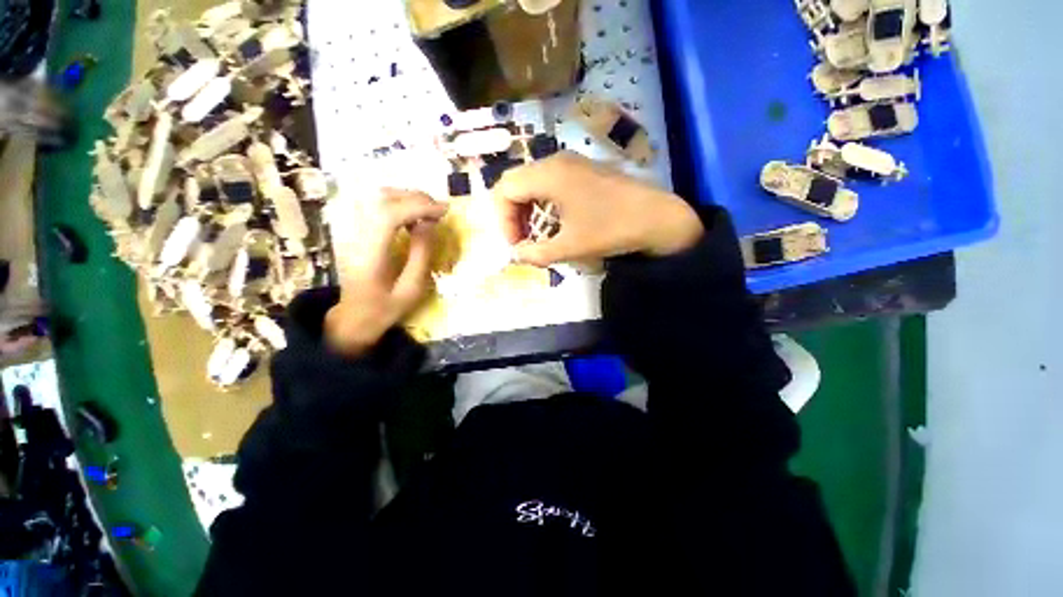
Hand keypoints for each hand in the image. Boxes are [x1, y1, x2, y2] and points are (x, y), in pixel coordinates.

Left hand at [325, 189, 447, 356]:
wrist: (352, 317)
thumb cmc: (384, 308)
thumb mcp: (411, 289)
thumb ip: (421, 255)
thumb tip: (429, 223)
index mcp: (369, 256)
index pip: (388, 216)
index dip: (418, 207)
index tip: (444, 211)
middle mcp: (355, 237)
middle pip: (381, 200)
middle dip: (416, 199)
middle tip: (440, 209)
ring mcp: (351, 231)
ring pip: (377, 198)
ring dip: (407, 198)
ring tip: (430, 210)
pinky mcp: (354, 230)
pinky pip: (375, 205)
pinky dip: (398, 203)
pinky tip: (413, 215)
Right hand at [492, 152, 703, 266]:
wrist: (658, 218)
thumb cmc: (612, 230)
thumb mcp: (570, 247)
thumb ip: (536, 253)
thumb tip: (517, 255)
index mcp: (549, 174)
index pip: (505, 189)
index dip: (503, 220)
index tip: (515, 245)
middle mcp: (556, 161)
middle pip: (516, 182)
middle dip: (512, 214)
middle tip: (522, 240)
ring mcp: (571, 163)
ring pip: (532, 182)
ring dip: (527, 209)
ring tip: (535, 234)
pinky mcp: (583, 171)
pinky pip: (550, 183)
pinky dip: (542, 203)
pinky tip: (553, 222)